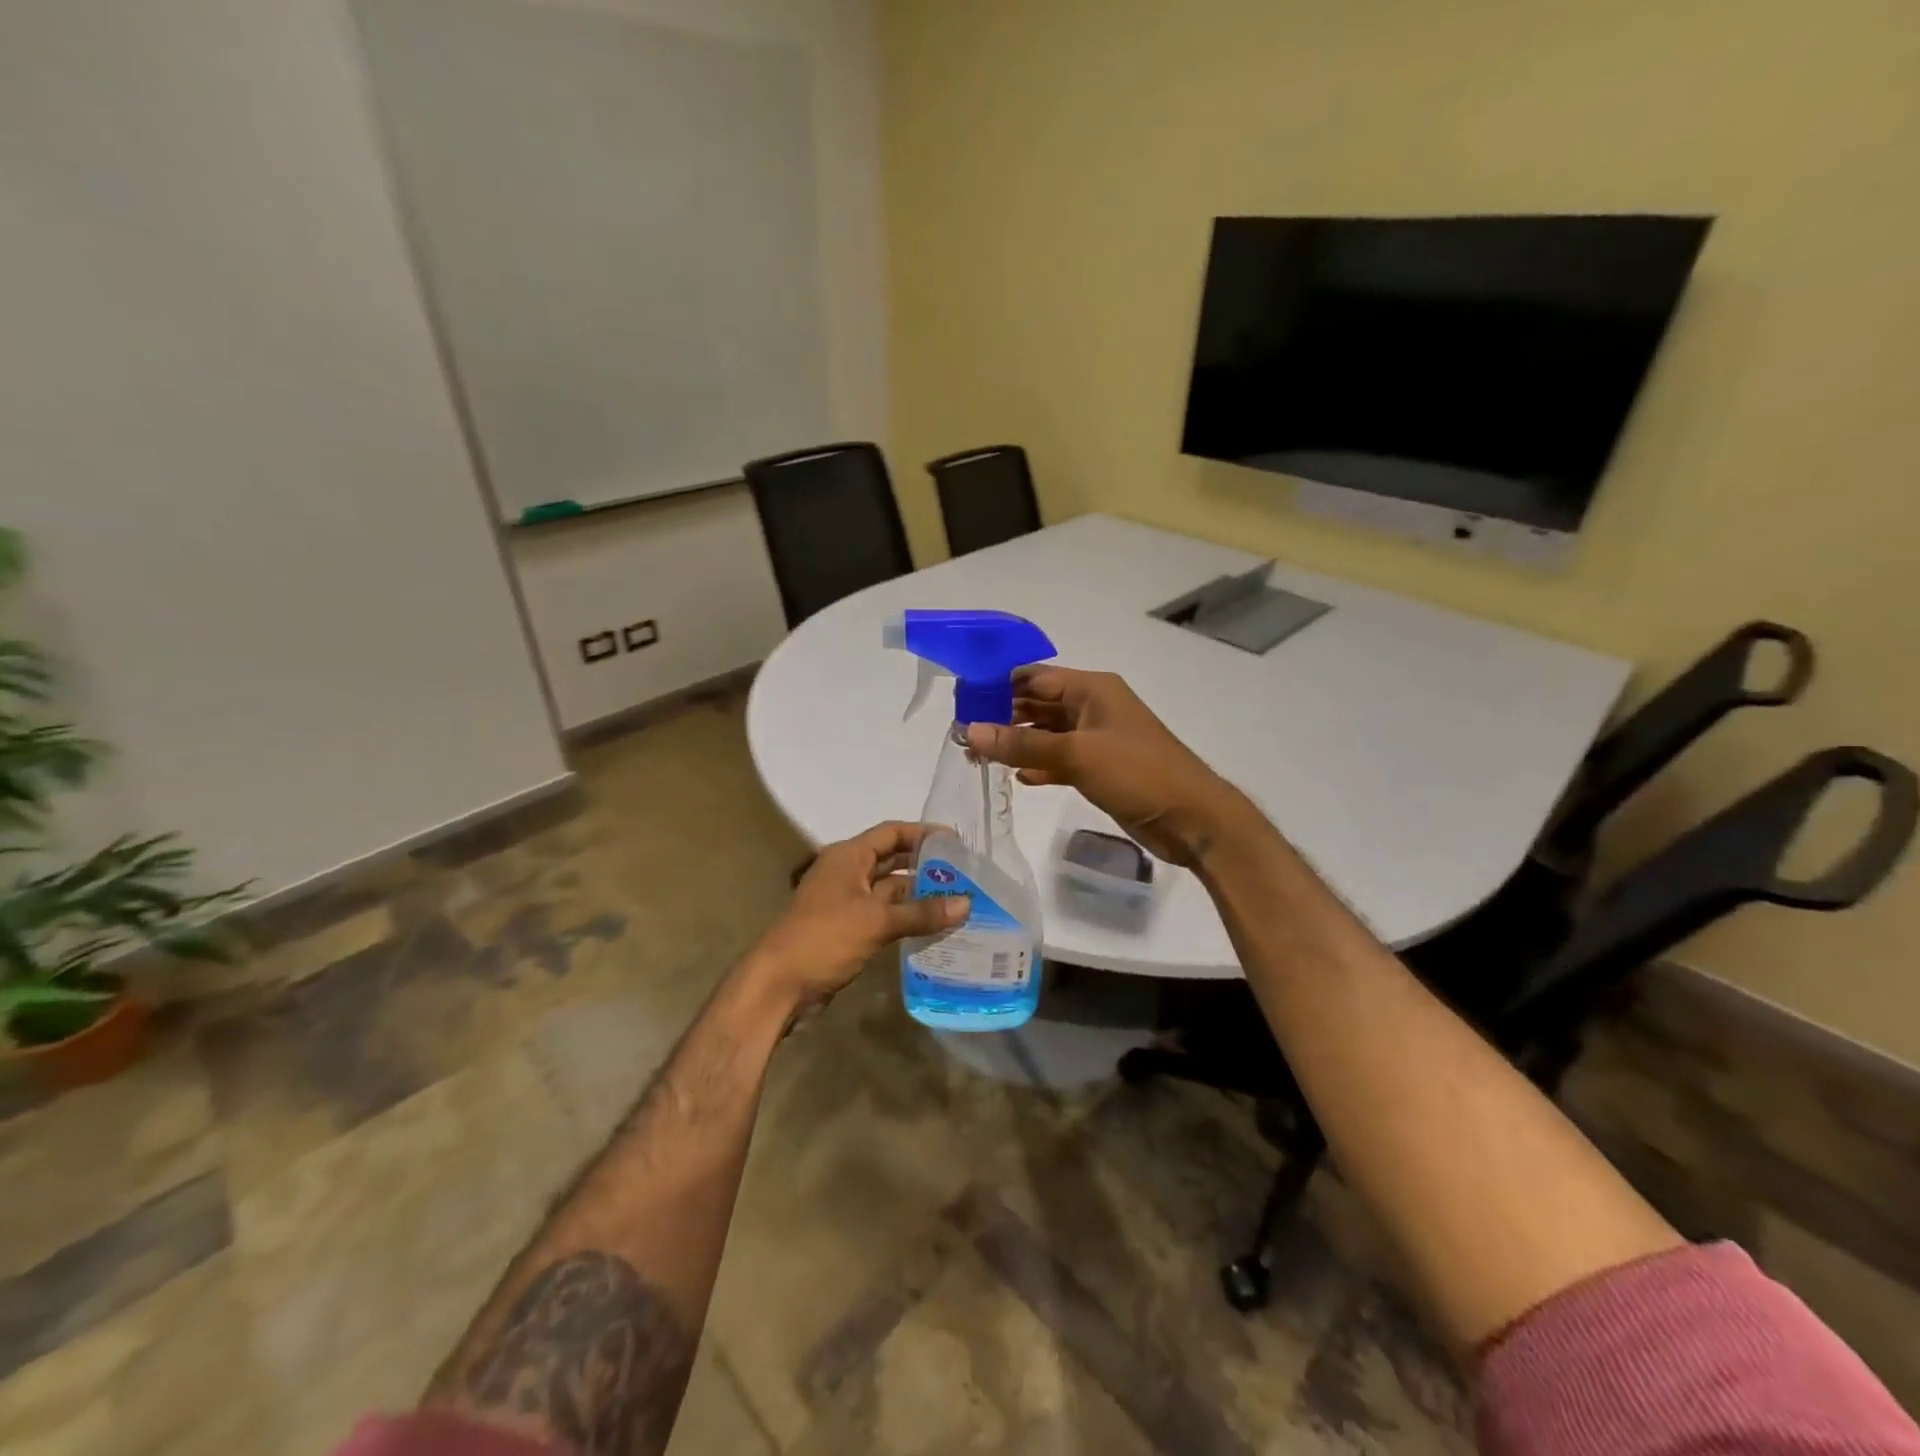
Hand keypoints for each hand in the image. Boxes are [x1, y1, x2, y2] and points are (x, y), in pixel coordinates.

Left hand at [746, 821, 968, 1012]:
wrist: (778, 986)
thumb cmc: (824, 938)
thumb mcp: (876, 921)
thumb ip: (922, 912)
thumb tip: (967, 903)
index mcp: (848, 857)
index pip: (891, 833)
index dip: (923, 834)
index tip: (957, 842)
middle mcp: (847, 873)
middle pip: (892, 860)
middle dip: (926, 866)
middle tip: (966, 874)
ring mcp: (847, 903)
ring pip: (890, 891)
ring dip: (919, 896)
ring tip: (960, 901)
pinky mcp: (849, 930)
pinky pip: (885, 916)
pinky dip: (907, 919)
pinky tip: (936, 928)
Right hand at [965, 667, 1246, 867]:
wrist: (1192, 818)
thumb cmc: (1138, 773)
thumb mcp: (1077, 755)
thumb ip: (1023, 745)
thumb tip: (971, 731)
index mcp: (1092, 689)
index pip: (1036, 678)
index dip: (998, 687)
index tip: (963, 702)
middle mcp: (1094, 708)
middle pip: (1039, 705)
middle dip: (1003, 717)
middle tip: (964, 735)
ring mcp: (1098, 740)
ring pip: (1048, 735)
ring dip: (1018, 745)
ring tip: (978, 757)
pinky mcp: (1101, 769)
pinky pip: (1060, 761)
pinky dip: (1039, 766)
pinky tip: (1016, 779)